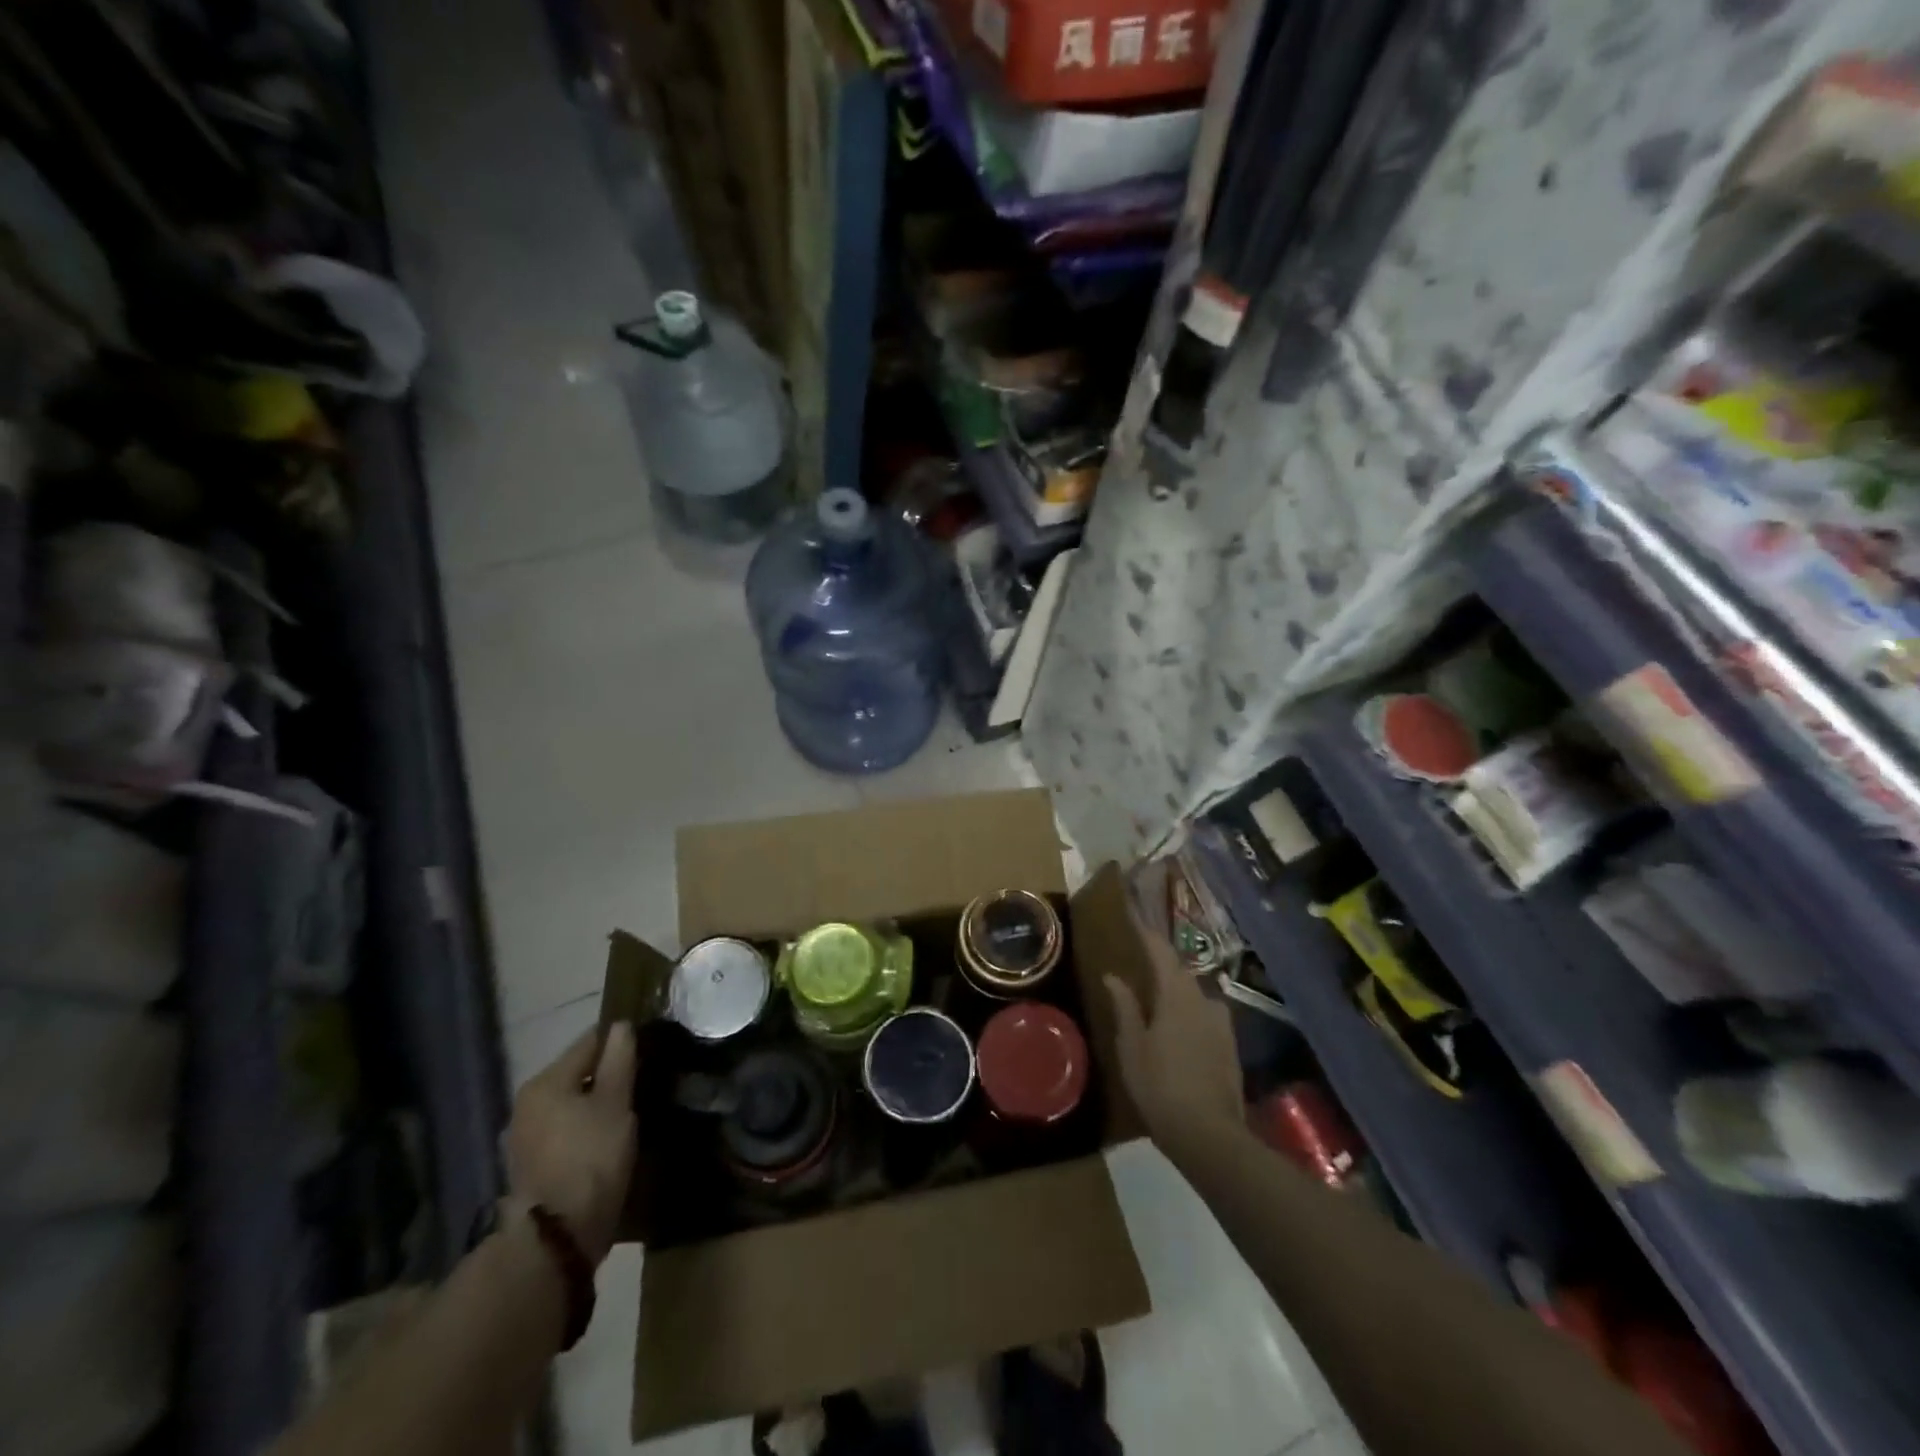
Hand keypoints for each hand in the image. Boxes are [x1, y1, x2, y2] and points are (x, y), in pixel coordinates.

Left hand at [505, 1023, 637, 1265]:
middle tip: (643, 1080)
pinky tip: (608, 1137)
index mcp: (545, 1081)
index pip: (589, 1041)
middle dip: (608, 1073)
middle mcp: (527, 1103)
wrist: (559, 1235)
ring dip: (597, 1102)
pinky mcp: (531, 1165)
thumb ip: (619, 1058)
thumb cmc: (591, 1156)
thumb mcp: (616, 1102)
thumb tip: (621, 1025)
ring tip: (629, 1109)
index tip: (648, 1046)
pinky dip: (586, 1126)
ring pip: (571, 1102)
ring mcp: (525, 1136)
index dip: (621, 1039)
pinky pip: (565, 1129)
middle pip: (577, 1073)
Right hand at [1105, 913, 1244, 1154]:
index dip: (1147, 933)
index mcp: (1177, 996)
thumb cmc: (1160, 1086)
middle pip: (1180, 972)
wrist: (1210, 1136)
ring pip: (1196, 994)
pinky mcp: (1230, 1046)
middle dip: (1162, 962)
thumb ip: (1125, 1007)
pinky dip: (1189, 1011)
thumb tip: (1114, 976)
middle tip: (1142, 957)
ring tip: (1158, 994)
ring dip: (1177, 989)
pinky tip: (1178, 1026)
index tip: (1135, 914)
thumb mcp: (1132, 1047)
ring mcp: (1222, 1024)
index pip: (1161, 953)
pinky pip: (1205, 1015)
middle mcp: (1204, 1001)